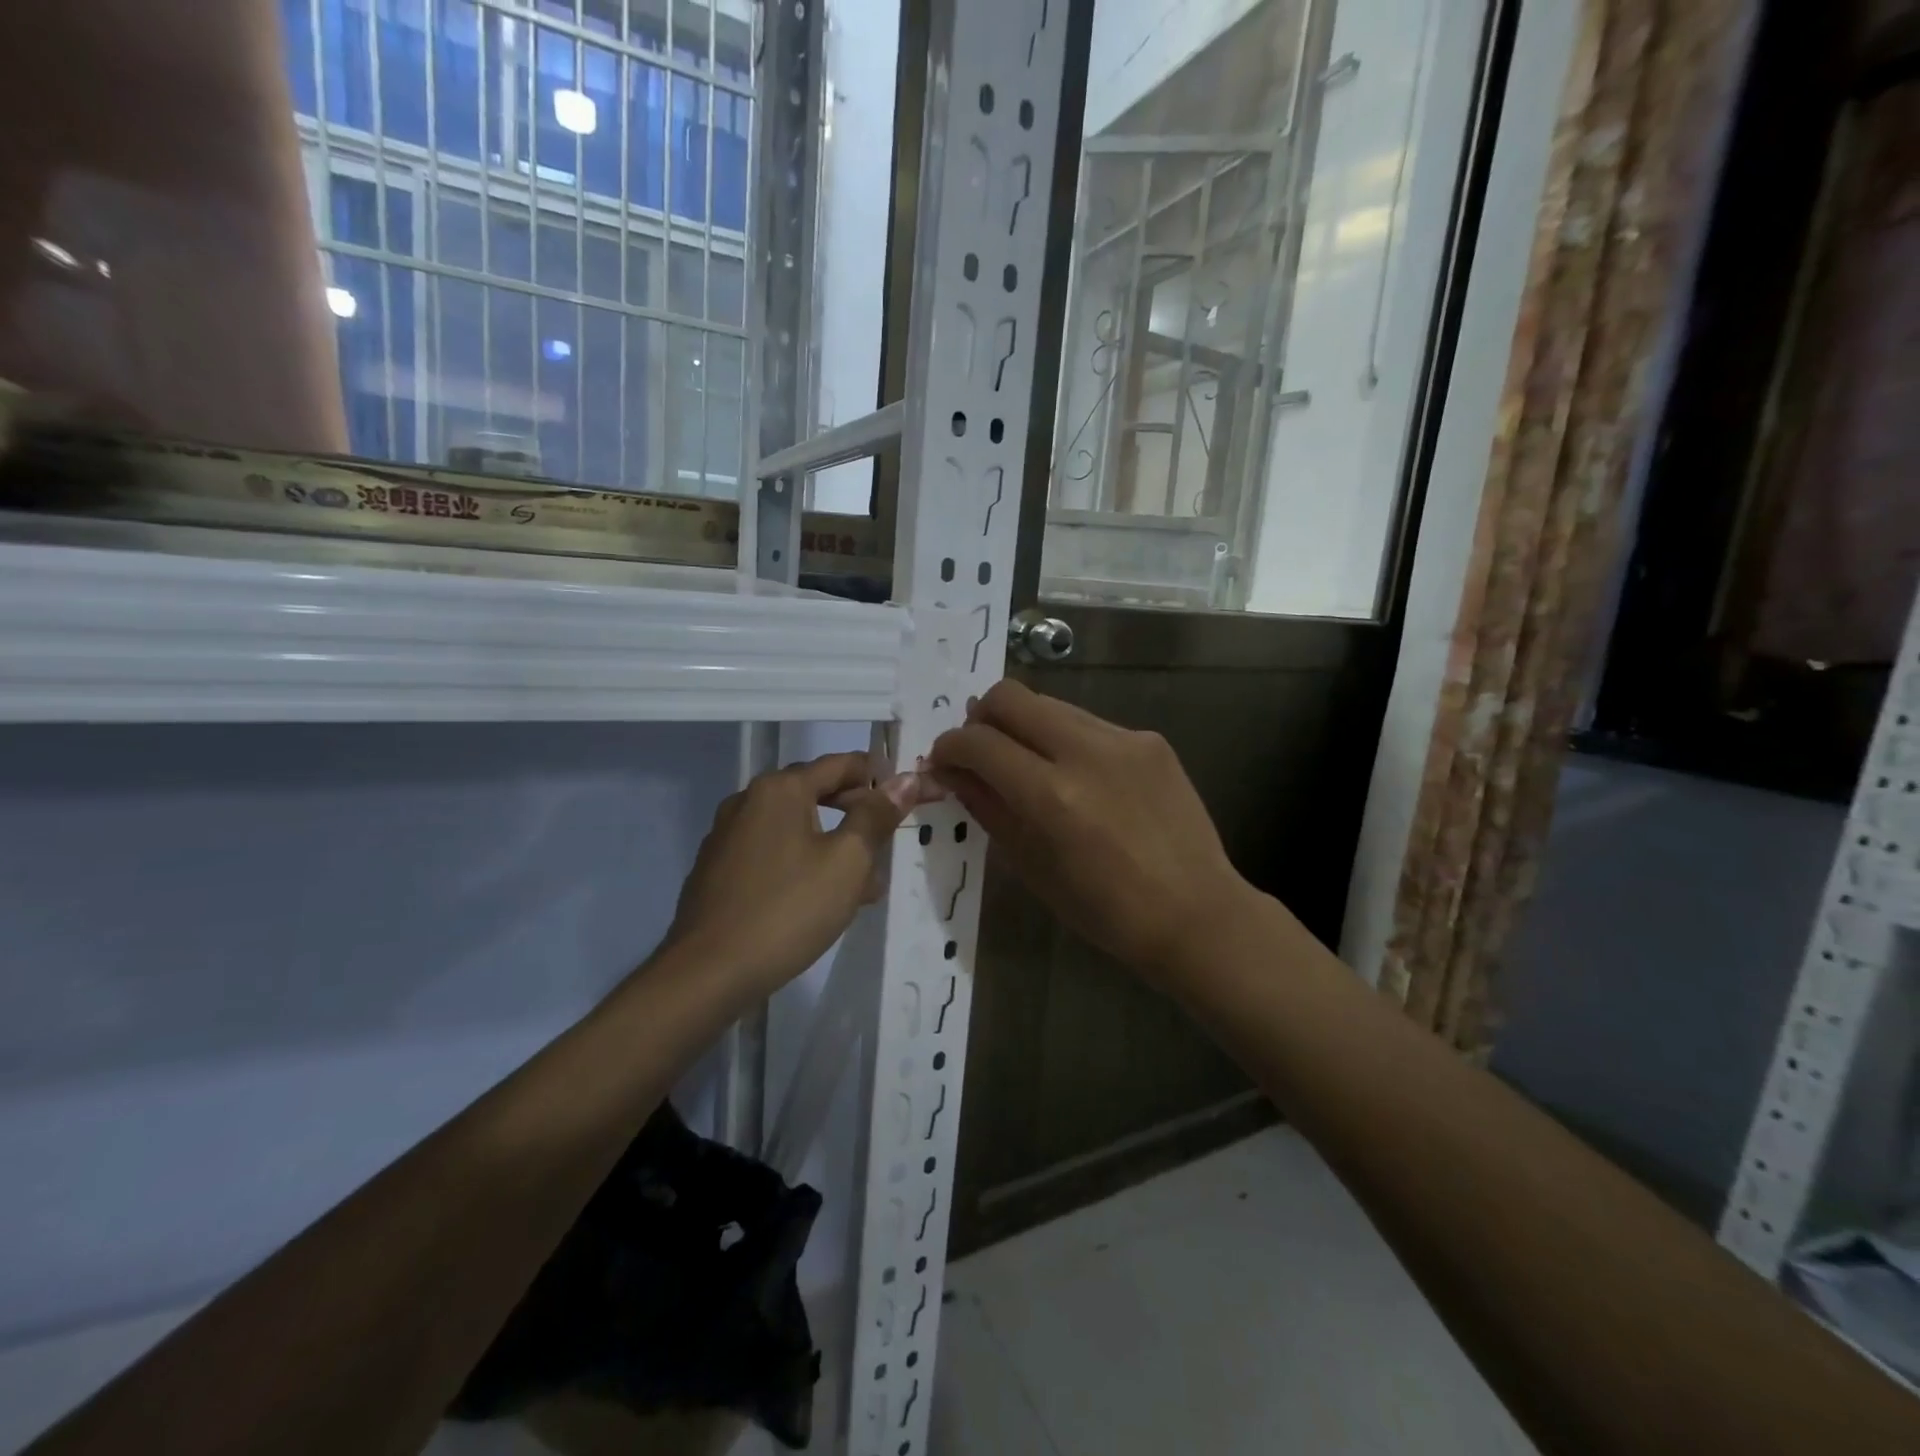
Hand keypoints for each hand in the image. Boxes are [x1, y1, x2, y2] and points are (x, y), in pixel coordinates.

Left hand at [664, 753, 933, 1000]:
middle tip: (888, 845)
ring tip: (863, 885)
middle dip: (857, 815)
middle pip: (816, 792)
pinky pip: (772, 852)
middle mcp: (748, 800)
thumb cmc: (788, 910)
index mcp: (780, 789)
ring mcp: (727, 835)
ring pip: (795, 826)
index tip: (910, 799)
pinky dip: (802, 862)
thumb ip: (877, 816)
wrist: (707, 973)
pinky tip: (819, 900)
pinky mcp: (718, 869)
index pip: (842, 764)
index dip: (880, 777)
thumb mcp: (847, 862)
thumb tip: (906, 779)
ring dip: (832, 844)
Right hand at [928, 681, 1253, 982]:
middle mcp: (1087, 752)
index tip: (943, 761)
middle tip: (979, 751)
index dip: (949, 747)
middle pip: (1010, 696)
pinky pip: (1089, 723)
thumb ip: (988, 809)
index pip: (979, 742)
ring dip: (1024, 726)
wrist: (1196, 913)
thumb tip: (951, 773)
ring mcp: (1124, 739)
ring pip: (1049, 703)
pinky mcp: (1150, 739)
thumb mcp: (1032, 867)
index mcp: (1052, 796)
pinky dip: (1066, 740)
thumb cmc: (1106, 910)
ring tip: (1028, 764)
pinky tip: (1079, 777)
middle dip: (981, 718)